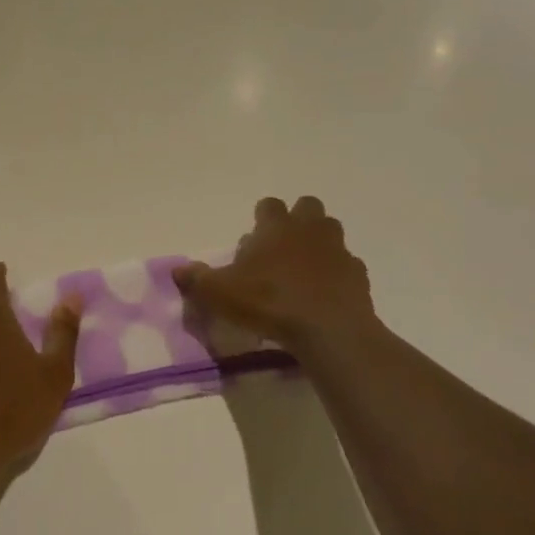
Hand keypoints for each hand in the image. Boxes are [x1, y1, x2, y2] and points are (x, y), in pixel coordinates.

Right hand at [174, 196, 378, 355]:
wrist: (328, 329)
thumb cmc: (269, 302)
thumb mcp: (221, 294)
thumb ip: (198, 280)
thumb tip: (177, 270)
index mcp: (276, 227)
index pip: (269, 204)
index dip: (262, 216)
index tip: (255, 236)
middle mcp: (309, 229)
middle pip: (307, 206)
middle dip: (297, 219)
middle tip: (282, 246)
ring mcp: (337, 250)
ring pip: (331, 230)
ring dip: (319, 241)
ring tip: (305, 267)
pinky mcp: (357, 274)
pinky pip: (347, 264)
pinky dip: (337, 273)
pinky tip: (326, 292)